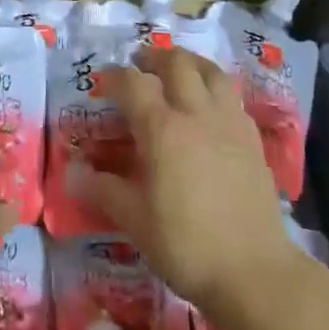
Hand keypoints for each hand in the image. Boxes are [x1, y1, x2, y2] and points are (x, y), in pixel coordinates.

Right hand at [69, 46, 300, 315]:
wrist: (255, 272)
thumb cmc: (186, 245)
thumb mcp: (134, 220)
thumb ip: (103, 190)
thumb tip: (73, 173)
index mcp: (161, 128)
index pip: (133, 83)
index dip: (115, 77)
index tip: (103, 83)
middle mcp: (196, 114)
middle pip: (176, 63)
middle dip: (154, 57)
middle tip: (140, 65)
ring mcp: (229, 123)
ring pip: (211, 71)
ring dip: (190, 63)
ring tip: (178, 71)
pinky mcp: (253, 139)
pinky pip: (232, 97)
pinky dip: (215, 89)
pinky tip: (209, 107)